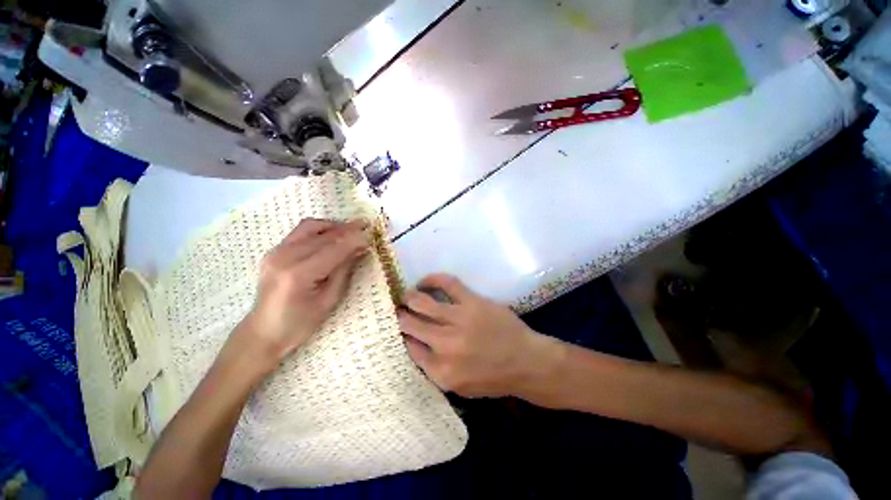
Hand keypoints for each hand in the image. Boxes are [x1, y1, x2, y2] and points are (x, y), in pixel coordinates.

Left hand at [236, 218, 369, 365]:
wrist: (263, 331)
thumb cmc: (300, 323)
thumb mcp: (329, 299)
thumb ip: (344, 270)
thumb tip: (359, 249)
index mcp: (299, 274)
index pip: (334, 249)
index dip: (354, 240)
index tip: (371, 235)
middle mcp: (284, 257)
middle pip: (323, 236)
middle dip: (348, 230)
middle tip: (366, 227)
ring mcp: (276, 252)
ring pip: (311, 227)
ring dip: (334, 226)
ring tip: (351, 229)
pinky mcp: (274, 251)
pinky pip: (301, 232)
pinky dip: (320, 230)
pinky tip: (332, 235)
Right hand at [398, 274, 560, 397]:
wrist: (526, 362)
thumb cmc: (493, 377)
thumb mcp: (459, 386)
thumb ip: (433, 370)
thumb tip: (413, 345)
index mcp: (440, 371)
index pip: (408, 347)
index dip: (400, 334)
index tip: (397, 326)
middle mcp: (445, 345)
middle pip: (409, 324)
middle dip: (399, 315)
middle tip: (396, 309)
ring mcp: (458, 320)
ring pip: (421, 302)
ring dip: (409, 297)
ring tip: (406, 295)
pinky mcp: (472, 302)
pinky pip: (446, 283)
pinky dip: (431, 279)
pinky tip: (425, 282)